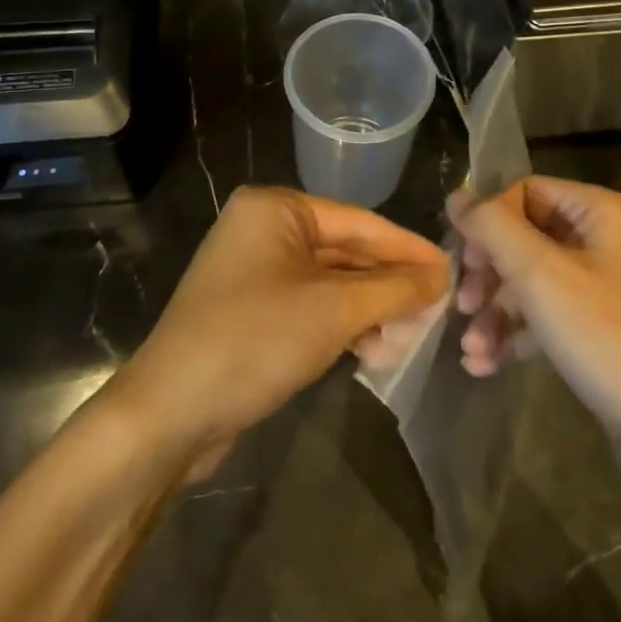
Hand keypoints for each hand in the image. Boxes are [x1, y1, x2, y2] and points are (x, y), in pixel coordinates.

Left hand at [110, 186, 449, 470]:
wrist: (168, 413)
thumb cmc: (255, 340)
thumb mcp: (334, 311)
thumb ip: (393, 288)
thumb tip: (440, 275)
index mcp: (275, 208)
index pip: (359, 222)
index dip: (407, 248)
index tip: (451, 270)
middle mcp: (262, 228)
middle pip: (344, 250)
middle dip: (387, 282)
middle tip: (435, 308)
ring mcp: (252, 270)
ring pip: (328, 281)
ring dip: (367, 307)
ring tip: (407, 335)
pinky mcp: (249, 309)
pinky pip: (308, 304)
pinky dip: (340, 323)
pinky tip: (370, 348)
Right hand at [450, 176, 620, 515]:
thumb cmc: (611, 339)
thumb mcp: (542, 276)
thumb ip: (493, 229)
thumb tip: (456, 195)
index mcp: (599, 212)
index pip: (525, 192)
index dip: (489, 221)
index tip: (465, 261)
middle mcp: (603, 240)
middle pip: (524, 237)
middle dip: (488, 274)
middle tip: (462, 305)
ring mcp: (602, 286)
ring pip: (531, 281)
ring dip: (495, 311)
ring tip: (470, 349)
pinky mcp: (599, 328)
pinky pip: (546, 315)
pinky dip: (515, 334)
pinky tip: (485, 364)